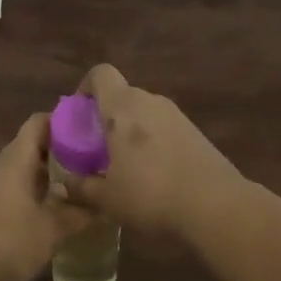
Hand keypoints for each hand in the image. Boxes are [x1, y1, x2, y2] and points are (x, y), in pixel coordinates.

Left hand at [0, 114, 90, 280]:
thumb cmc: (11, 242)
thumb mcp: (53, 229)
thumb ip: (79, 213)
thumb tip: (103, 205)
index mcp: (15, 160)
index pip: (38, 122)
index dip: (62, 120)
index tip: (87, 129)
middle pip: (30, 144)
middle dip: (59, 149)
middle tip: (89, 160)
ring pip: (20, 166)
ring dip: (45, 172)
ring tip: (74, 184)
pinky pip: (11, 184)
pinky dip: (31, 188)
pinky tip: (48, 207)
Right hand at [58, 65, 245, 237]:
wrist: (216, 206)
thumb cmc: (150, 194)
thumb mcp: (106, 198)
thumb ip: (81, 187)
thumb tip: (64, 184)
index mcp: (121, 107)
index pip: (100, 74)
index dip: (86, 87)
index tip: (79, 114)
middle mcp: (150, 101)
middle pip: (123, 95)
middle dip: (107, 118)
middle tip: (98, 150)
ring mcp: (178, 116)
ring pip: (145, 114)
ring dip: (132, 132)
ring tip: (127, 167)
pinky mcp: (197, 133)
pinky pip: (165, 129)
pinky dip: (154, 144)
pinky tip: (155, 177)